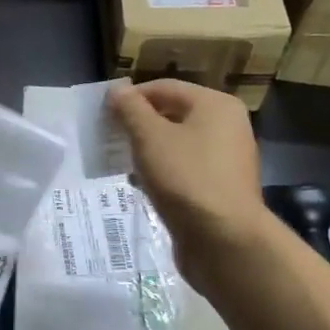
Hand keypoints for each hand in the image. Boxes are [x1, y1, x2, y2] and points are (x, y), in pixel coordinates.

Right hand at [107, 81, 268, 266]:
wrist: (225, 241)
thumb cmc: (186, 178)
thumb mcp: (149, 137)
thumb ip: (130, 109)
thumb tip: (116, 90)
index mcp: (215, 105)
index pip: (164, 88)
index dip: (130, 97)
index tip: (102, 115)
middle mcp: (227, 126)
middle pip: (172, 114)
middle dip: (137, 124)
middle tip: (108, 138)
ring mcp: (226, 159)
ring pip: (177, 144)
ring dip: (147, 150)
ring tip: (121, 162)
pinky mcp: (220, 187)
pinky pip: (185, 169)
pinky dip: (162, 171)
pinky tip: (142, 185)